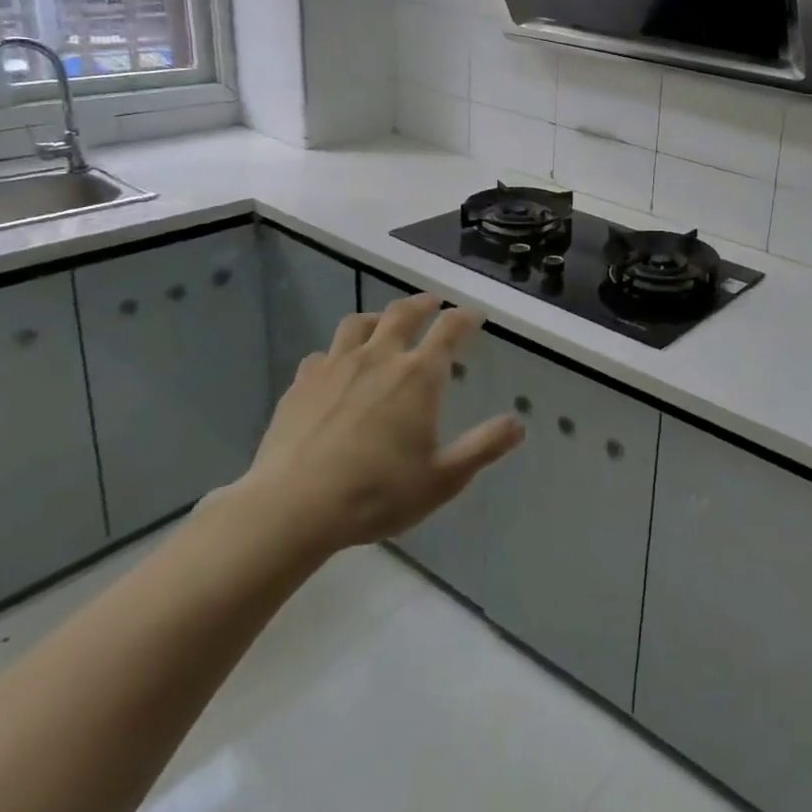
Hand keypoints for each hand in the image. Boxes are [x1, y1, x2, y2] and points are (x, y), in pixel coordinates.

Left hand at [230, 294, 523, 556]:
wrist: (292, 508)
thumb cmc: (377, 493)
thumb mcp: (443, 478)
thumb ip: (484, 446)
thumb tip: (518, 423)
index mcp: (418, 375)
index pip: (450, 329)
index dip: (466, 317)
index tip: (475, 314)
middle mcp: (380, 358)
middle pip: (403, 313)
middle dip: (423, 303)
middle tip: (433, 303)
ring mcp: (336, 367)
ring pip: (359, 323)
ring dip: (378, 317)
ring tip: (384, 323)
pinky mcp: (301, 383)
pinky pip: (322, 353)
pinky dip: (337, 352)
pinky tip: (336, 367)